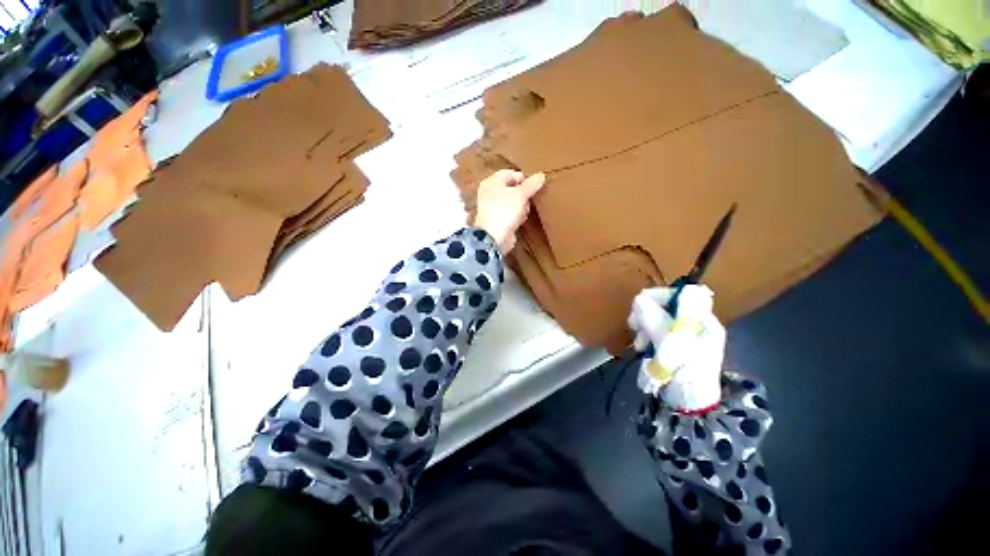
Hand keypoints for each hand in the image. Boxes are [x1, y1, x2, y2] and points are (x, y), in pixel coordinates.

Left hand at [473, 170, 545, 252]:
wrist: (494, 237)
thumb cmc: (505, 210)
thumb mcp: (521, 194)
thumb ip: (531, 184)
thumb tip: (541, 175)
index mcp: (492, 182)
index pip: (510, 173)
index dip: (523, 178)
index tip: (533, 186)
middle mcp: (490, 193)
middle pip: (512, 189)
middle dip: (523, 195)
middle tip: (529, 200)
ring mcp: (493, 208)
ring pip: (513, 202)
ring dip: (521, 207)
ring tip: (523, 212)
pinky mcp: (498, 221)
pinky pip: (511, 214)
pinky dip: (516, 217)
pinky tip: (519, 221)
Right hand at [628, 285, 725, 411]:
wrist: (689, 404)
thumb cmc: (686, 375)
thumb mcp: (672, 347)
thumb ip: (656, 322)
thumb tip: (638, 299)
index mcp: (702, 320)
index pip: (681, 294)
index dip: (659, 296)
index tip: (639, 307)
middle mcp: (692, 322)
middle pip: (665, 304)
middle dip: (646, 313)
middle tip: (635, 327)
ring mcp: (680, 333)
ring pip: (654, 316)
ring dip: (642, 326)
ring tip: (640, 343)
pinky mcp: (668, 342)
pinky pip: (651, 329)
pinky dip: (643, 335)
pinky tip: (642, 347)